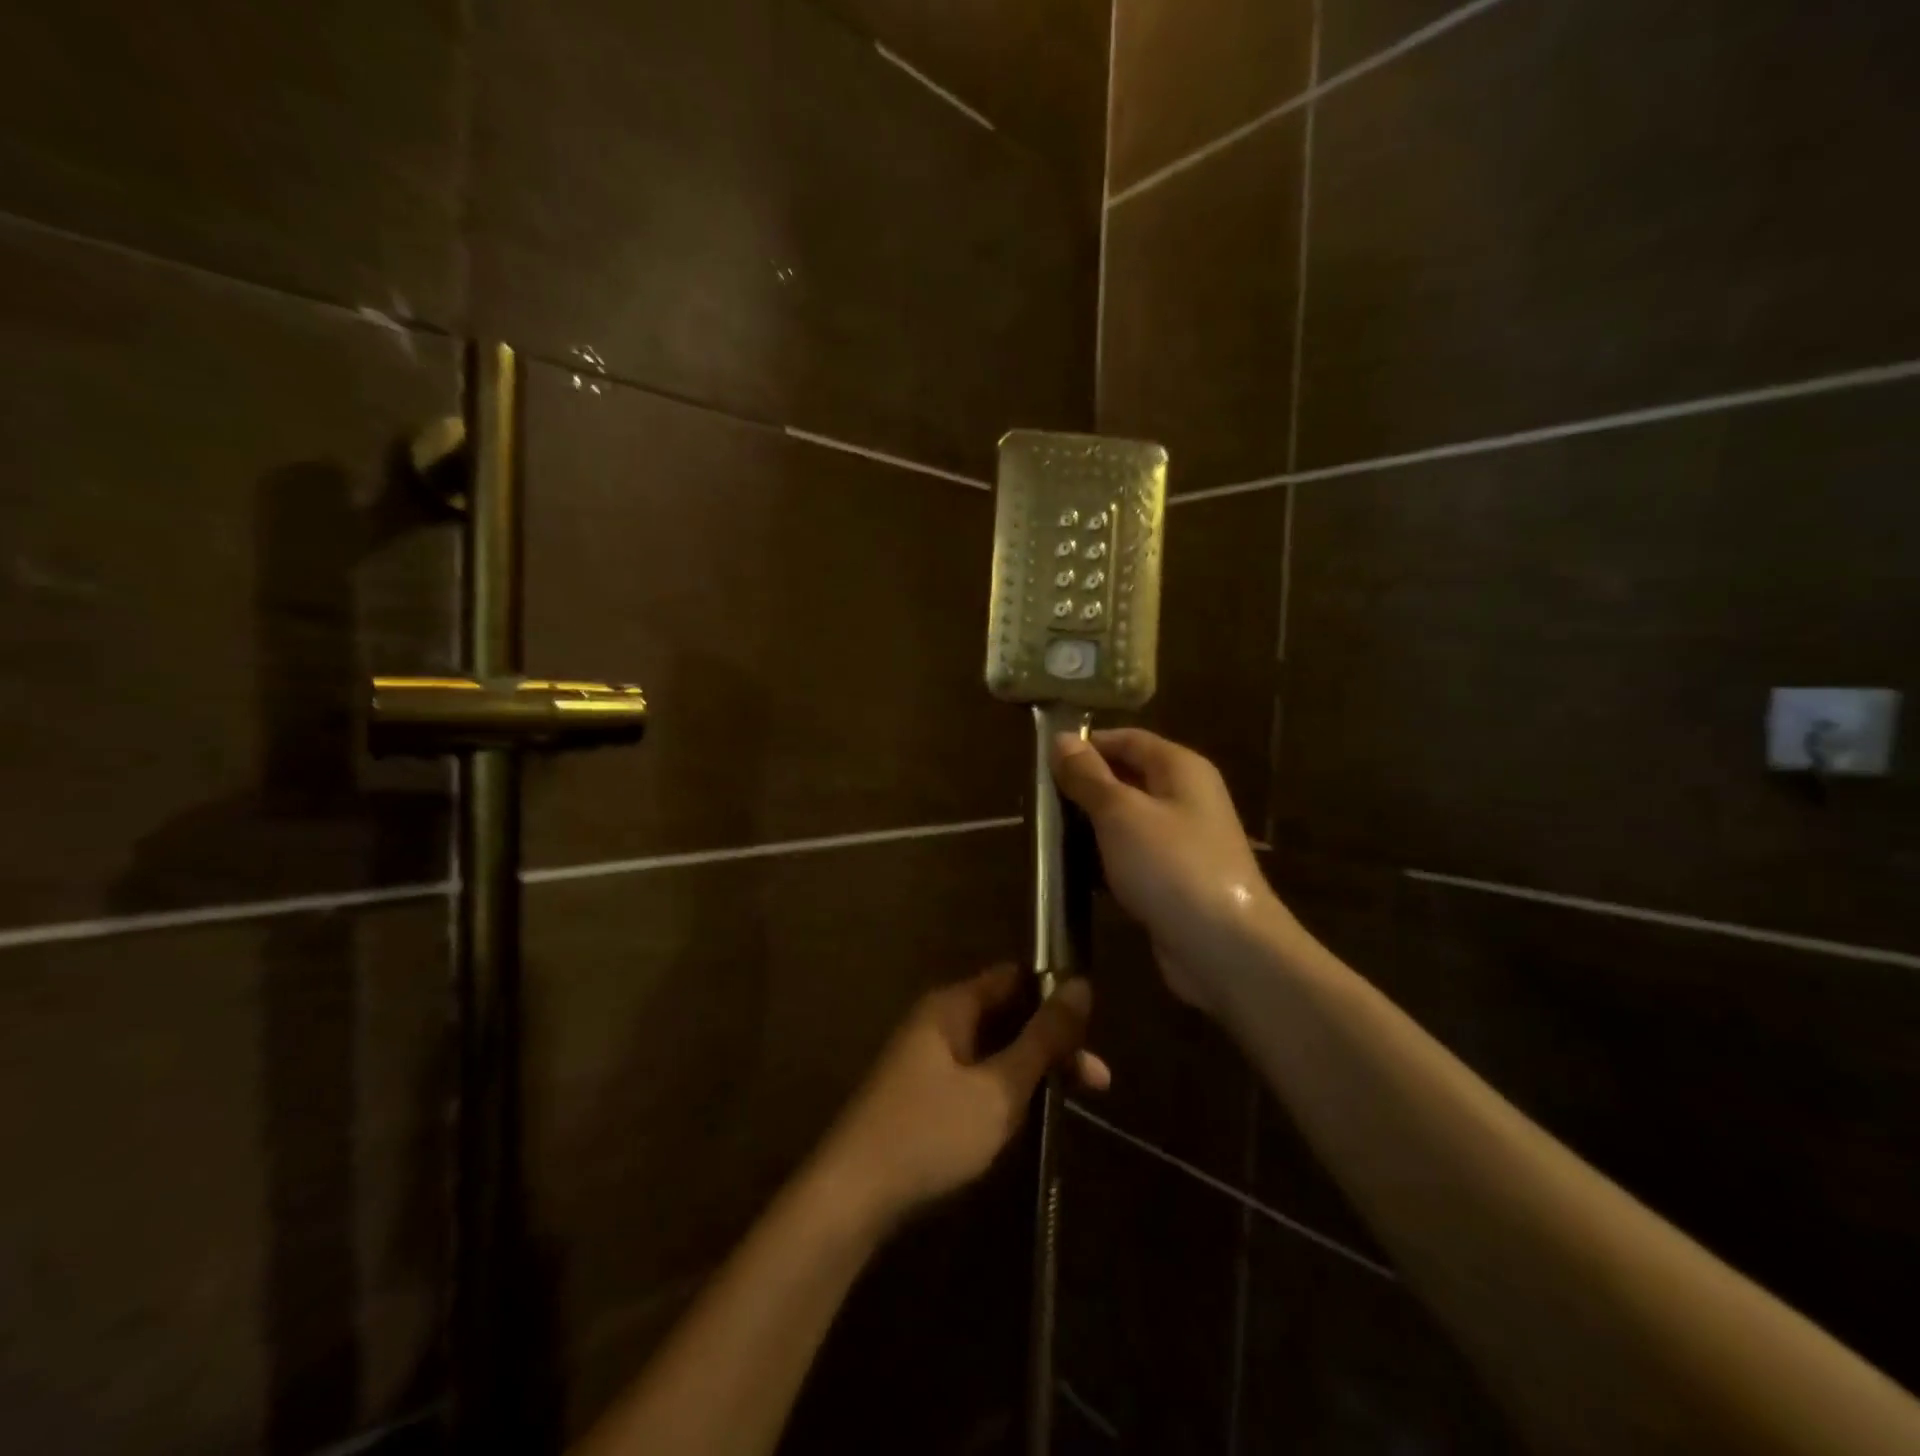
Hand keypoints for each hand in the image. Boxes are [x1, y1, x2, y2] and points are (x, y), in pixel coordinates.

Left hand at [816, 966, 1108, 1229]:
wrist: (852, 1196)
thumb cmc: (930, 1133)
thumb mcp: (998, 1088)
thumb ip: (1042, 1040)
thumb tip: (1081, 985)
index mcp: (952, 1006)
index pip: (1014, 977)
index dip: (1054, 994)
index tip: (1093, 1026)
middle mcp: (939, 1021)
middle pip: (1008, 1014)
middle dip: (1052, 1042)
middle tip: (1098, 1080)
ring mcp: (929, 1058)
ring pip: (995, 1049)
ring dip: (1033, 1070)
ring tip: (1074, 1101)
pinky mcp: (925, 1093)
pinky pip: (977, 1075)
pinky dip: (1007, 1089)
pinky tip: (1031, 1116)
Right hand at [1052, 729, 1282, 1012]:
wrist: (1224, 948)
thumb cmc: (1171, 866)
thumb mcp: (1120, 813)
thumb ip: (1088, 776)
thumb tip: (1061, 739)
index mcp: (1180, 768)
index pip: (1127, 739)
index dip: (1086, 745)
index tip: (1043, 760)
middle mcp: (1185, 798)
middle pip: (1127, 778)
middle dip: (1083, 787)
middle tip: (1038, 801)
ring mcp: (1182, 841)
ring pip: (1126, 821)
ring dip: (1089, 826)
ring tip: (1045, 835)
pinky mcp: (1173, 880)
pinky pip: (1131, 857)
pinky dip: (1103, 860)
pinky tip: (1072, 872)